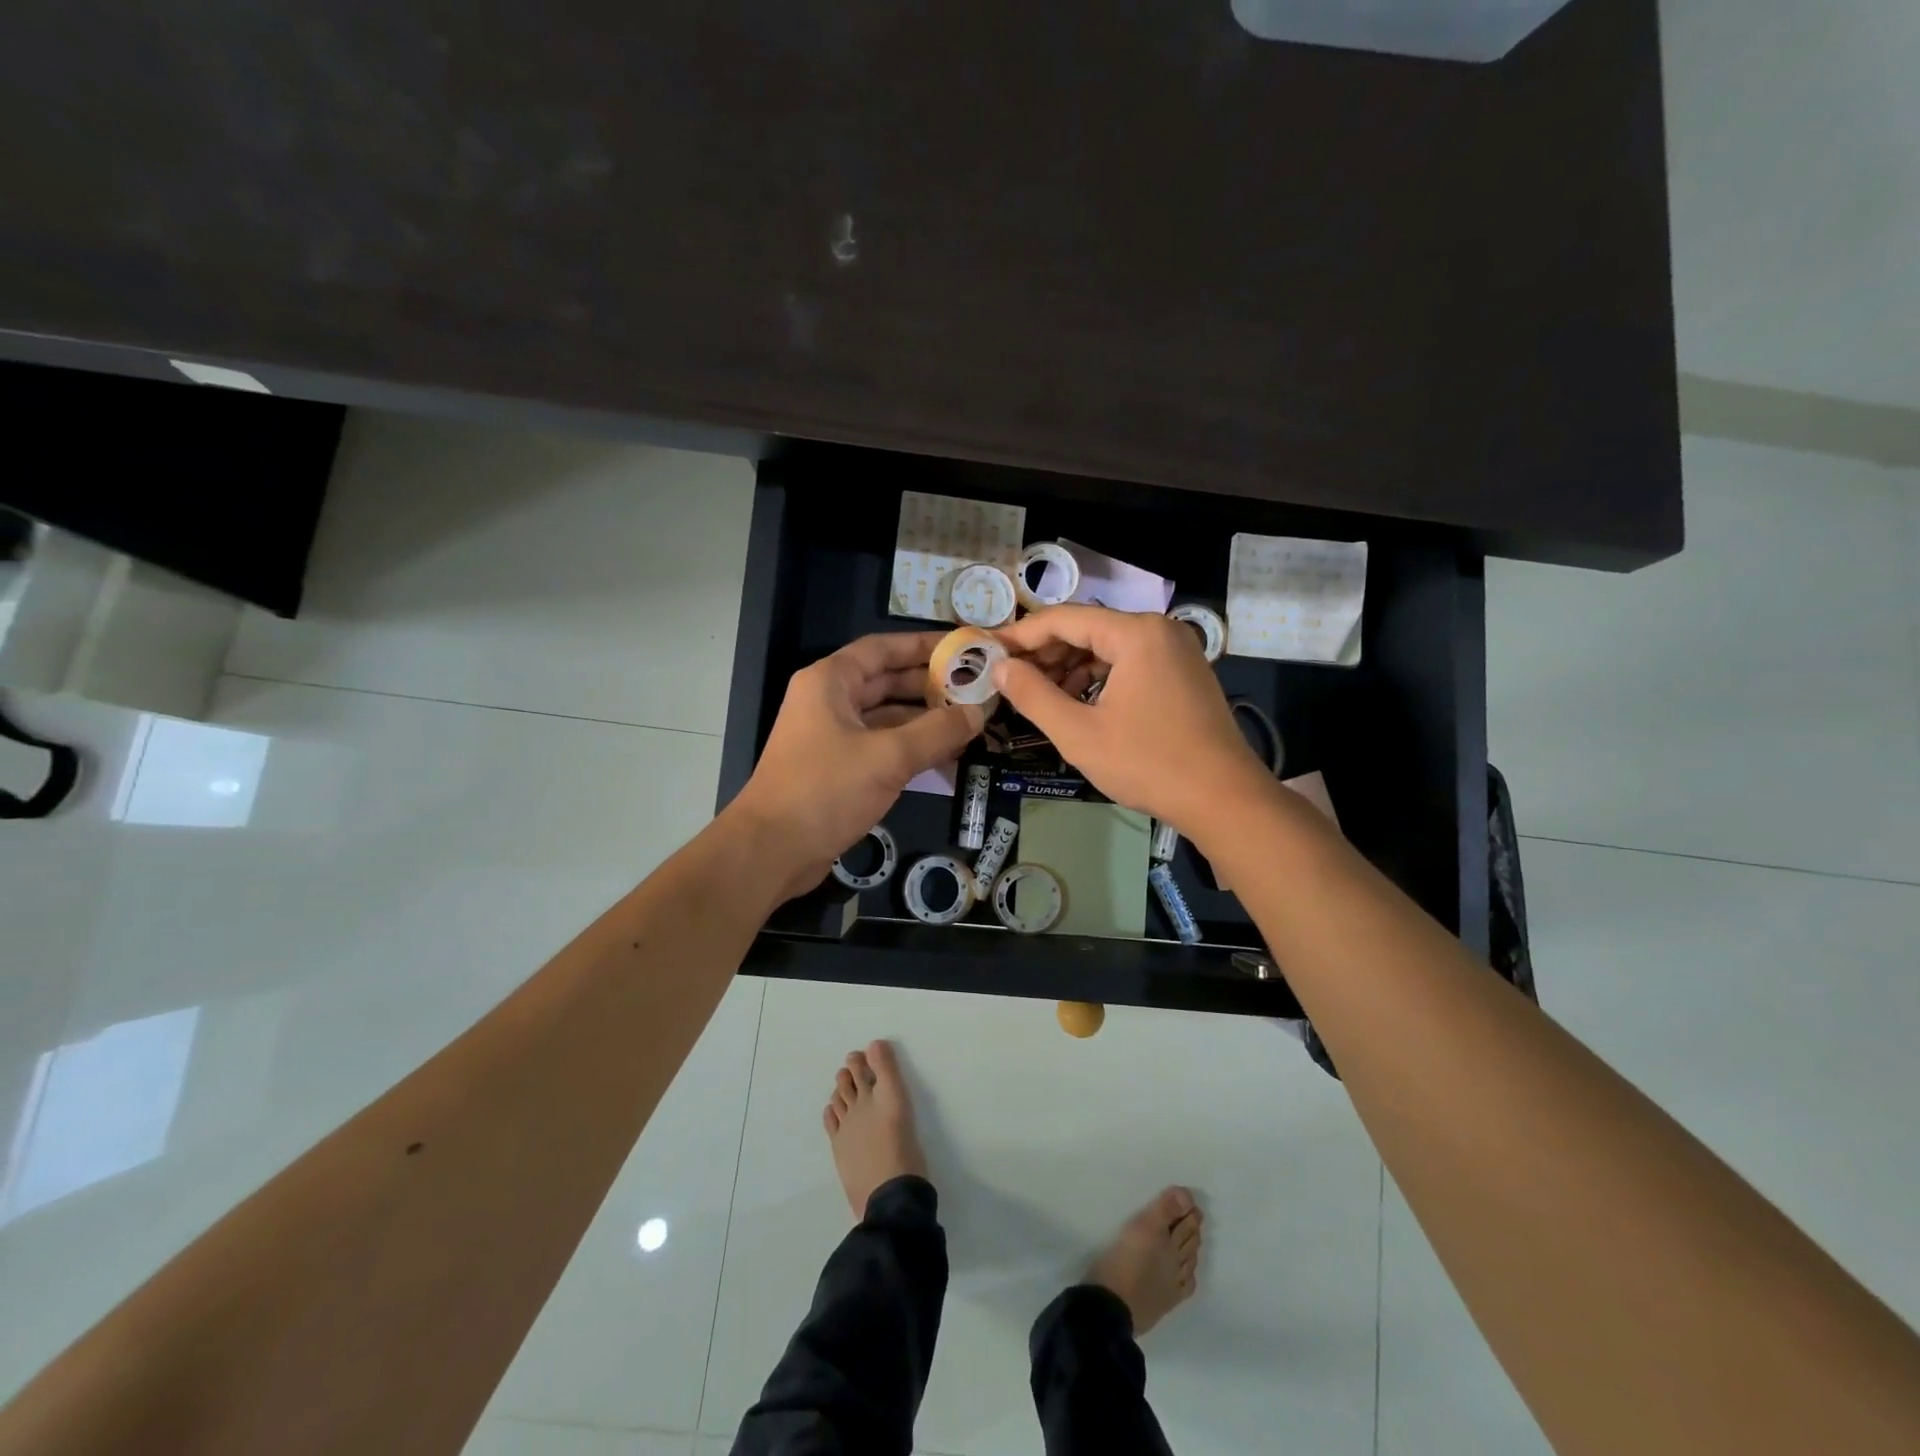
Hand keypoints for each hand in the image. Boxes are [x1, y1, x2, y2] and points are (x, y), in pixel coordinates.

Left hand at [732, 632, 986, 897]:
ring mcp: (832, 736)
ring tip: (971, 722)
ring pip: (887, 717)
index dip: (922, 646)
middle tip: (976, 689)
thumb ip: (937, 731)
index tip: (962, 649)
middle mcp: (829, 702)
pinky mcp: (837, 769)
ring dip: (925, 720)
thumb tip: (978, 712)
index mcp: (830, 682)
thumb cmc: (826, 790)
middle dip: (930, 685)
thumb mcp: (888, 756)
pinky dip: (911, 748)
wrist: (772, 849)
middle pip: (886, 681)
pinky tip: (947, 756)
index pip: (882, 649)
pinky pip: (881, 747)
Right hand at [992, 606, 1270, 838]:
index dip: (1021, 635)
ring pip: (1109, 648)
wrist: (1223, 798)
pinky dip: (1100, 679)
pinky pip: (1130, 664)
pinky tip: (1078, 704)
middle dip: (1046, 654)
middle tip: (1010, 679)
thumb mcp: (1079, 732)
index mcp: (1136, 633)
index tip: (988, 652)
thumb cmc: (1148, 763)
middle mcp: (1159, 630)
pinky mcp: (1184, 674)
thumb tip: (1000, 668)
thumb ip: (1033, 695)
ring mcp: (1177, 651)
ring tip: (1039, 696)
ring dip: (1071, 668)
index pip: (1064, 619)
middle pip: (1088, 629)